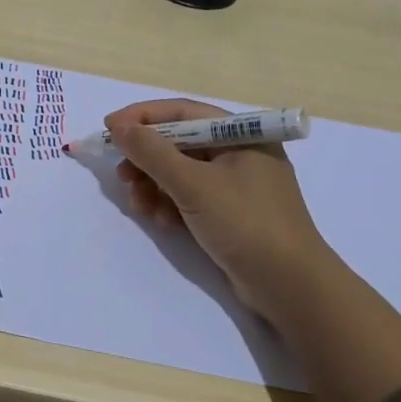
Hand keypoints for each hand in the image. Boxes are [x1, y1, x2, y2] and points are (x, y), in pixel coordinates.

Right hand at [107, 99, 331, 312]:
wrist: (291, 288)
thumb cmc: (246, 223)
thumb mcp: (194, 185)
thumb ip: (153, 153)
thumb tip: (119, 127)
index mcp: (241, 135)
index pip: (182, 113)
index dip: (142, 118)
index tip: (109, 129)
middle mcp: (240, 153)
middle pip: (179, 143)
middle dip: (146, 159)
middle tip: (122, 175)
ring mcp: (237, 185)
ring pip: (182, 173)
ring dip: (154, 186)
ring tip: (139, 206)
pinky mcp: (231, 214)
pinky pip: (191, 197)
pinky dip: (171, 205)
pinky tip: (162, 222)